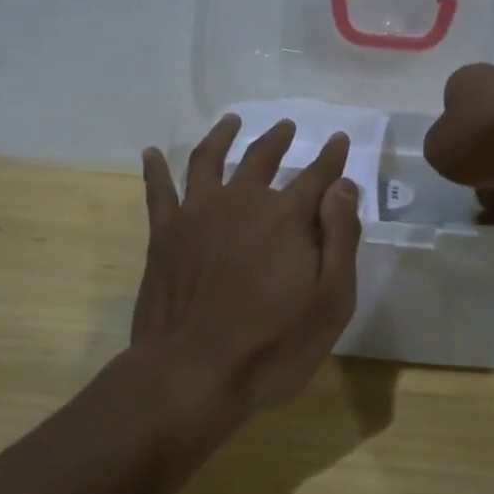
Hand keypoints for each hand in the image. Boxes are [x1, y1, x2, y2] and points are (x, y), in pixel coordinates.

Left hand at [132, 115, 362, 417]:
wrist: (193, 373)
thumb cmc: (273, 344)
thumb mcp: (331, 300)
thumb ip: (340, 237)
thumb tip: (343, 186)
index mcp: (286, 216)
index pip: (317, 175)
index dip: (331, 157)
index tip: (339, 139)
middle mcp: (242, 201)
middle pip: (262, 157)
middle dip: (278, 139)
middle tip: (286, 125)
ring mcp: (197, 213)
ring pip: (209, 159)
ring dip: (222, 135)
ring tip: (230, 121)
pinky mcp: (164, 233)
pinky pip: (158, 191)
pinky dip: (154, 168)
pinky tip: (150, 153)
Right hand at [423, 63, 493, 225]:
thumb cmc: (486, 135)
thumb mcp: (439, 150)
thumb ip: (441, 151)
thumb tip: (458, 154)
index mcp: (468, 81)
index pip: (453, 109)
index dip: (453, 141)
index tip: (457, 164)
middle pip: (486, 138)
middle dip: (484, 171)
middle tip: (482, 194)